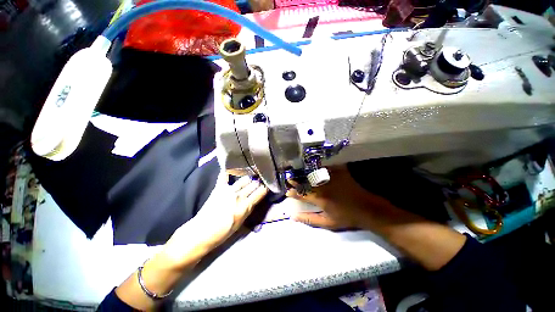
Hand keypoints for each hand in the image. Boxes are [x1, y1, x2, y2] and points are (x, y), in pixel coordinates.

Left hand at [162, 174, 267, 268]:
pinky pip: (224, 176)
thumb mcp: (241, 222)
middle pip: (253, 185)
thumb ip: (249, 208)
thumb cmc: (224, 231)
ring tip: (252, 175)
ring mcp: (229, 190)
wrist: (202, 232)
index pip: (260, 193)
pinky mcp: (219, 188)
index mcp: (246, 205)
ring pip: (244, 180)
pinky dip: (227, 171)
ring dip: (249, 178)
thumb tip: (254, 199)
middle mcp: (239, 195)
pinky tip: (230, 167)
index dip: (265, 188)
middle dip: (258, 182)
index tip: (268, 185)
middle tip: (261, 179)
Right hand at [286, 165, 393, 229]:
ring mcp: (331, 177)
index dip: (293, 192)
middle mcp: (323, 186)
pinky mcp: (339, 171)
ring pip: (313, 173)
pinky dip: (318, 167)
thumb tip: (293, 217)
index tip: (288, 191)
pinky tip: (314, 167)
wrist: (367, 209)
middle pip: (305, 181)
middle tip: (290, 179)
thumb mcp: (327, 222)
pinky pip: (325, 167)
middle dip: (296, 180)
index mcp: (319, 198)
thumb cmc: (346, 217)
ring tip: (298, 172)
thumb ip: (309, 219)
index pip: (301, 194)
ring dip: (304, 173)